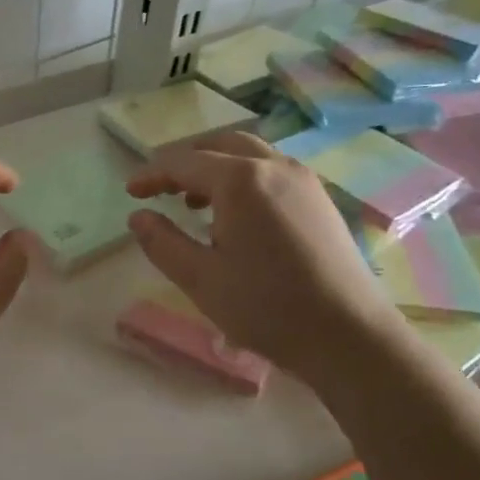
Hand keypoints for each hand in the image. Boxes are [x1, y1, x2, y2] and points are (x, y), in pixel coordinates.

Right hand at [125, 131, 402, 380]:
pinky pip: (272, 170)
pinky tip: (235, 215)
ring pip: (249, 154)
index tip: (130, 192)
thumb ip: (162, 242)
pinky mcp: (319, 199)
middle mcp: (274, 167)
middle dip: (184, 160)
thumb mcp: (200, 279)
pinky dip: (243, 177)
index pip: (184, 163)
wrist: (349, 335)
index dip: (152, 174)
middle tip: (159, 187)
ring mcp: (303, 180)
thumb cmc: (267, 307)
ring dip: (215, 166)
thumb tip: (138, 216)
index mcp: (241, 181)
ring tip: (192, 201)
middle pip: (219, 144)